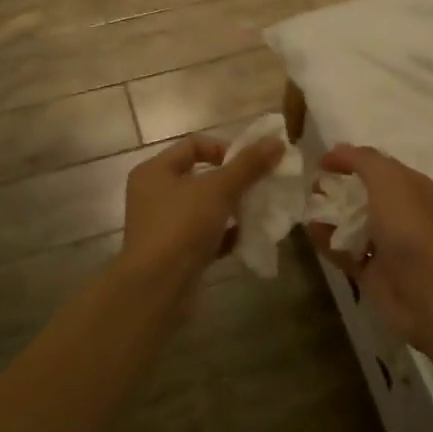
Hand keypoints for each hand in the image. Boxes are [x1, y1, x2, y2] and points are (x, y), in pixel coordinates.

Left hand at [119, 132, 284, 291]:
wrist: (157, 290)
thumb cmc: (181, 228)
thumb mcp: (218, 190)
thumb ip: (248, 165)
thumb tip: (278, 141)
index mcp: (155, 171)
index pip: (194, 145)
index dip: (225, 149)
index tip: (251, 165)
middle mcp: (154, 195)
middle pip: (201, 177)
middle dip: (233, 181)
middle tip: (261, 187)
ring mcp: (164, 226)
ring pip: (205, 208)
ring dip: (232, 209)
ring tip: (259, 211)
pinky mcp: (175, 254)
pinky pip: (205, 236)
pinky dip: (226, 235)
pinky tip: (248, 238)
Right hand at [308, 144, 432, 348]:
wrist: (426, 288)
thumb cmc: (408, 225)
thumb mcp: (386, 178)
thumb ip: (360, 159)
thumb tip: (336, 150)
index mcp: (409, 186)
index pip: (377, 165)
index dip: (349, 159)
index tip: (320, 162)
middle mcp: (399, 212)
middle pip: (363, 194)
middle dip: (337, 188)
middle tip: (311, 186)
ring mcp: (386, 243)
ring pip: (352, 223)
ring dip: (330, 215)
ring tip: (305, 208)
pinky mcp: (371, 270)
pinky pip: (344, 251)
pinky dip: (327, 241)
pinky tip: (310, 232)